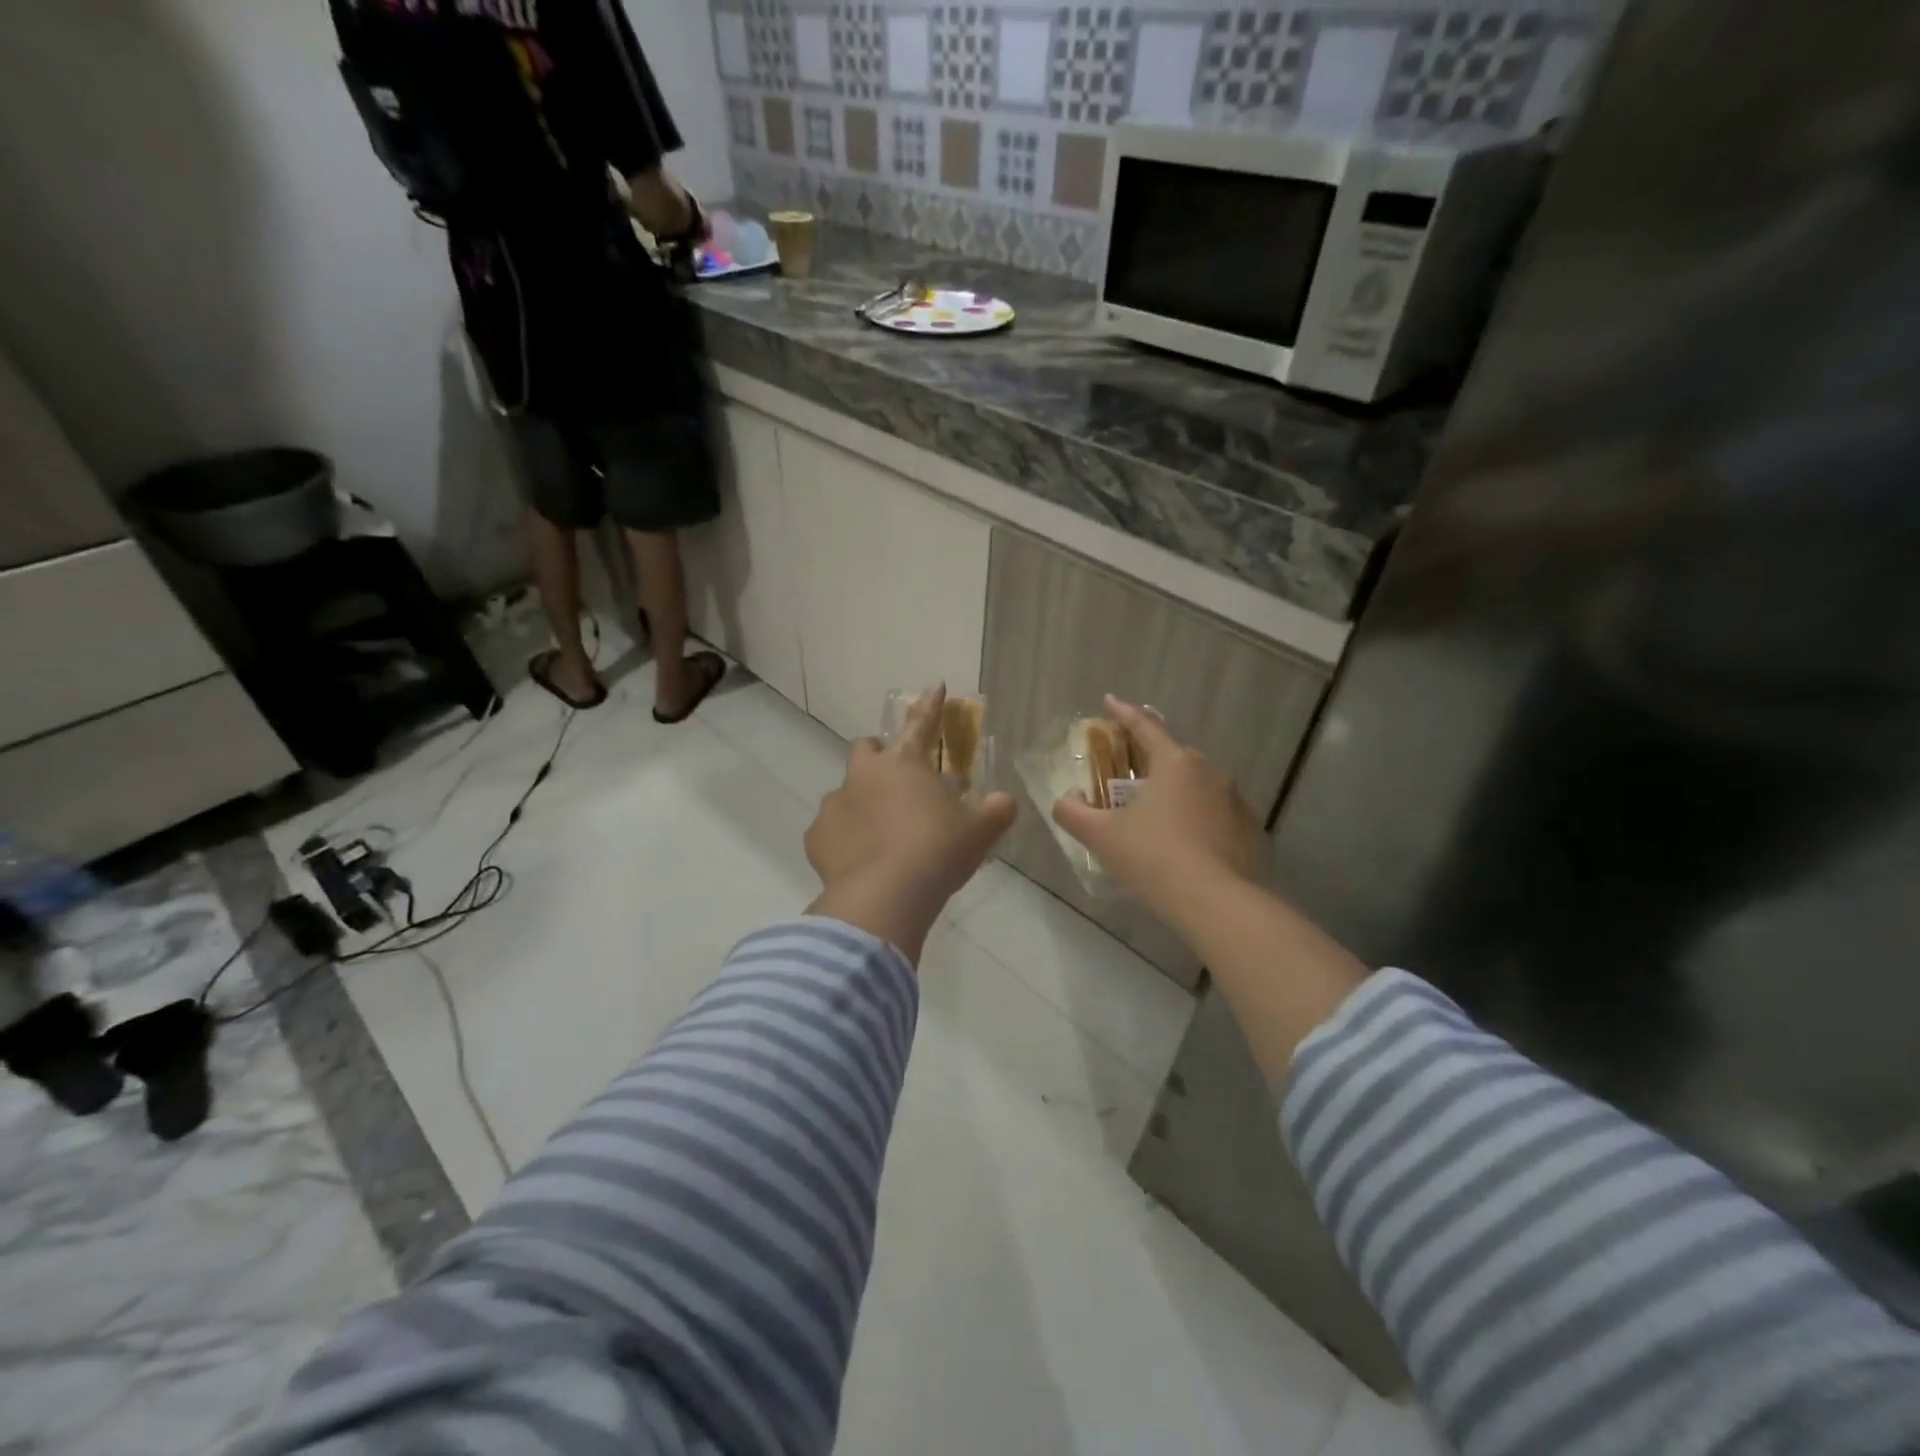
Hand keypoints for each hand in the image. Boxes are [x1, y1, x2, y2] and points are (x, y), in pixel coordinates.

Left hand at [806, 686, 1015, 962]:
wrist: (885, 896)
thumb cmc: (937, 852)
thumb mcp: (979, 831)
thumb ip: (995, 810)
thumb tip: (1003, 801)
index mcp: (905, 763)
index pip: (922, 724)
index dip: (931, 705)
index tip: (935, 686)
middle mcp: (864, 774)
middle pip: (867, 749)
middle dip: (881, 756)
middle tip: (899, 781)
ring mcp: (835, 804)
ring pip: (846, 791)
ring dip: (863, 802)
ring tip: (882, 833)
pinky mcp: (816, 837)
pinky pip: (831, 830)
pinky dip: (845, 838)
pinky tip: (860, 860)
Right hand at [1051, 697, 1267, 930]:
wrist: (1219, 904)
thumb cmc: (1154, 858)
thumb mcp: (1102, 836)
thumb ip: (1074, 813)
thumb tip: (1064, 801)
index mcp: (1175, 763)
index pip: (1145, 727)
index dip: (1123, 713)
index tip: (1109, 702)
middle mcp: (1210, 773)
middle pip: (1173, 757)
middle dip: (1149, 761)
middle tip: (1127, 778)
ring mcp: (1237, 802)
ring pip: (1198, 788)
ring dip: (1176, 794)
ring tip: (1157, 820)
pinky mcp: (1252, 832)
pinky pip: (1217, 817)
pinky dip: (1199, 822)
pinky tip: (1187, 849)